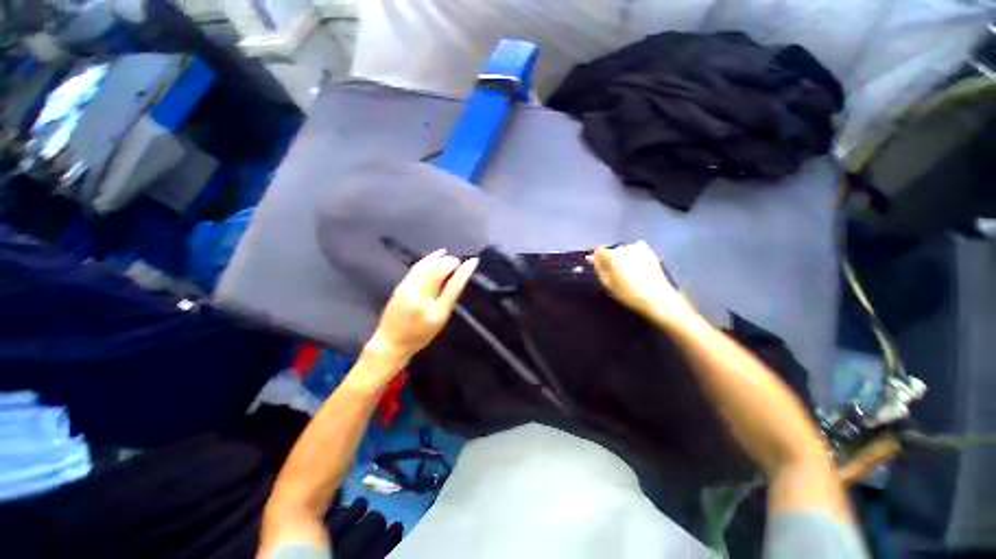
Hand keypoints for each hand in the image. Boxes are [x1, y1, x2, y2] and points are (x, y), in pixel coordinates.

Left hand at [366, 249, 478, 362]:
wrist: (391, 342)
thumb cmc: (420, 335)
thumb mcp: (441, 320)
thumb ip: (449, 299)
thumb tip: (459, 277)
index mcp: (435, 312)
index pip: (453, 286)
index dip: (464, 271)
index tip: (473, 261)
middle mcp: (420, 299)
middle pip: (437, 271)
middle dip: (450, 262)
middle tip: (458, 262)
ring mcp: (408, 290)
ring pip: (425, 266)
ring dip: (439, 258)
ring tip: (449, 257)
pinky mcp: (400, 286)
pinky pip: (417, 267)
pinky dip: (428, 259)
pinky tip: (436, 256)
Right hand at [589, 241, 695, 324]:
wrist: (657, 298)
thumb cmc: (628, 293)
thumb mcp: (608, 283)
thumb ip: (598, 268)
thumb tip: (593, 259)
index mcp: (613, 255)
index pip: (598, 250)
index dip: (594, 257)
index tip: (592, 265)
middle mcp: (625, 248)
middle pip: (611, 250)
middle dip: (608, 258)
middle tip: (609, 272)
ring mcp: (639, 249)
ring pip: (624, 250)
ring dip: (621, 257)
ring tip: (623, 271)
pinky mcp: (650, 253)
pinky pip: (636, 250)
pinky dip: (632, 255)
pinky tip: (634, 265)